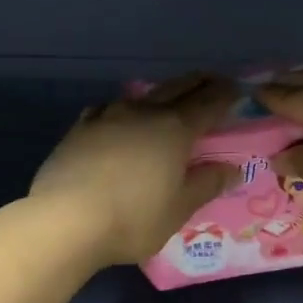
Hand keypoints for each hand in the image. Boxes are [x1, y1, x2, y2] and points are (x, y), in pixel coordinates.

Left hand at [29, 75, 239, 267]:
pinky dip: (123, 110)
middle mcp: (144, 113)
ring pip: (142, 95)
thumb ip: (207, 184)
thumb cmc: (133, 218)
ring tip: (168, 100)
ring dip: (161, 94)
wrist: (65, 220)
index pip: (208, 103)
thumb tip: (232, 168)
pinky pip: (108, 109)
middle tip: (211, 82)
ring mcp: (108, 116)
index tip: (237, 89)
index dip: (225, 94)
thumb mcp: (179, 209)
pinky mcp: (80, 128)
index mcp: (175, 129)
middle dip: (198, 83)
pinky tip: (118, 119)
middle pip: (177, 88)